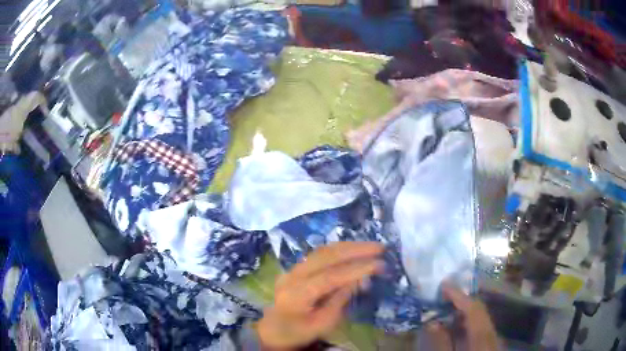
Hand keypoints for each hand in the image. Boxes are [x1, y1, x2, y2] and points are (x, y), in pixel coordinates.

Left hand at [257, 242, 384, 349]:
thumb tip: (361, 279)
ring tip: (371, 246)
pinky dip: (339, 250)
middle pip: (326, 256)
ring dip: (349, 246)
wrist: (273, 329)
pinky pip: (320, 254)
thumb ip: (340, 301)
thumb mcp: (322, 324)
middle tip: (379, 248)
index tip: (378, 264)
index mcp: (297, 294)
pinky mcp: (297, 267)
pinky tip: (354, 250)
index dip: (355, 269)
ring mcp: (293, 269)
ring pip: (323, 251)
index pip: (329, 277)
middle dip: (355, 250)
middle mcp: (293, 275)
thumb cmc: (298, 332)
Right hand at [426, 284, 498, 350]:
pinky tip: (458, 325)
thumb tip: (432, 322)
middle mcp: (491, 333)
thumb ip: (441, 343)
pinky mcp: (491, 342)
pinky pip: (481, 325)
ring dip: (465, 309)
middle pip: (480, 309)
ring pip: (481, 316)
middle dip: (462, 300)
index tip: (444, 285)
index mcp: (481, 337)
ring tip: (448, 307)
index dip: (458, 296)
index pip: (472, 309)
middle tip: (443, 295)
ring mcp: (493, 337)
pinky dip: (469, 320)